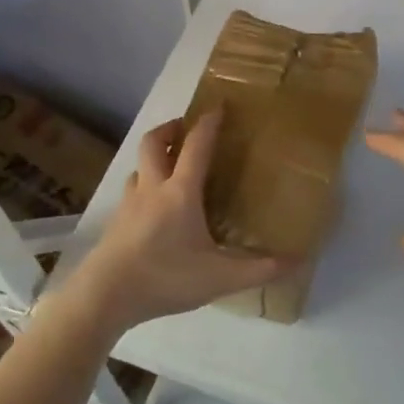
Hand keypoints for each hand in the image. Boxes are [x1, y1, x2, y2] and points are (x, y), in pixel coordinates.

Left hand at [63, 110, 287, 337]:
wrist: (105, 296)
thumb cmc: (166, 278)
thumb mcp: (220, 278)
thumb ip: (259, 269)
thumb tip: (298, 261)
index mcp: (181, 193)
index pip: (196, 146)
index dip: (208, 124)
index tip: (218, 107)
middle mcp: (152, 189)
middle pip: (153, 143)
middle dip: (169, 129)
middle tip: (185, 129)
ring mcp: (129, 204)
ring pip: (138, 167)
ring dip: (153, 158)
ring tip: (169, 167)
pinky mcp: (115, 223)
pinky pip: (130, 192)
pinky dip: (143, 186)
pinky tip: (152, 208)